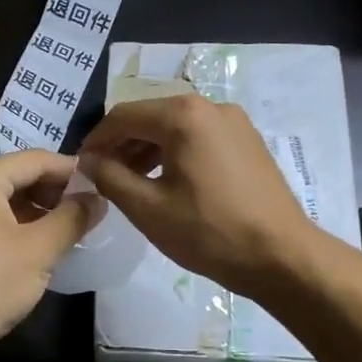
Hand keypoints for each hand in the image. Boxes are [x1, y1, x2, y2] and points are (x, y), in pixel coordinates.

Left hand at [0, 151, 103, 353]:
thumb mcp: (40, 249)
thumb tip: (99, 198)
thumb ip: (72, 218)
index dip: (72, 169)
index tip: (105, 182)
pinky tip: (54, 244)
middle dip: (59, 190)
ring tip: (80, 225)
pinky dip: (28, 228)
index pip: (35, 159)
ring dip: (45, 211)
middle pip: (22, 177)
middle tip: (96, 206)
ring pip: (13, 202)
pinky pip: (2, 223)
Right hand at [79, 94, 314, 297]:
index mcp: (183, 115)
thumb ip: (110, 177)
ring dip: (147, 149)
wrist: (281, 255)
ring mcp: (234, 121)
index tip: (80, 166)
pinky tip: (166, 181)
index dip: (96, 140)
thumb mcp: (148, 208)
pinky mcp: (247, 140)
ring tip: (130, 182)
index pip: (123, 116)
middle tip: (102, 176)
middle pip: (150, 116)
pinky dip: (175, 152)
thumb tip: (88, 161)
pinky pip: (199, 137)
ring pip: (176, 126)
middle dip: (122, 144)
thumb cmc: (209, 232)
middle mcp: (210, 106)